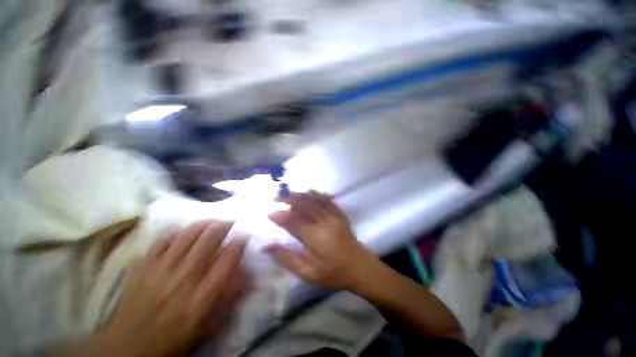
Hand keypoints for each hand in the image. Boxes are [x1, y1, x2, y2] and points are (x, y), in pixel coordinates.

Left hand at [101, 221, 247, 356]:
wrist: (130, 347)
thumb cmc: (175, 337)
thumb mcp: (208, 324)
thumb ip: (229, 296)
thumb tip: (246, 272)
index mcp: (202, 297)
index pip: (228, 259)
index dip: (240, 242)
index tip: (244, 234)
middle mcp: (184, 279)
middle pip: (210, 239)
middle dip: (225, 225)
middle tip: (231, 222)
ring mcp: (161, 270)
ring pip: (189, 234)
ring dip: (205, 223)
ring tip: (213, 221)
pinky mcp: (144, 265)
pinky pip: (164, 238)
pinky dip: (179, 230)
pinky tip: (187, 229)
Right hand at [266, 190, 377, 290]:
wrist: (360, 268)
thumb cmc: (333, 273)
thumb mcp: (308, 273)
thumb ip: (287, 258)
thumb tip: (267, 247)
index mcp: (316, 237)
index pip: (293, 222)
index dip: (280, 216)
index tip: (269, 213)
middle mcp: (325, 222)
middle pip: (304, 205)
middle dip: (288, 198)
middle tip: (275, 197)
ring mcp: (334, 216)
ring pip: (315, 200)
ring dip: (300, 194)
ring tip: (288, 192)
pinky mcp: (340, 215)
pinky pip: (328, 200)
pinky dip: (317, 194)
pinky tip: (310, 191)